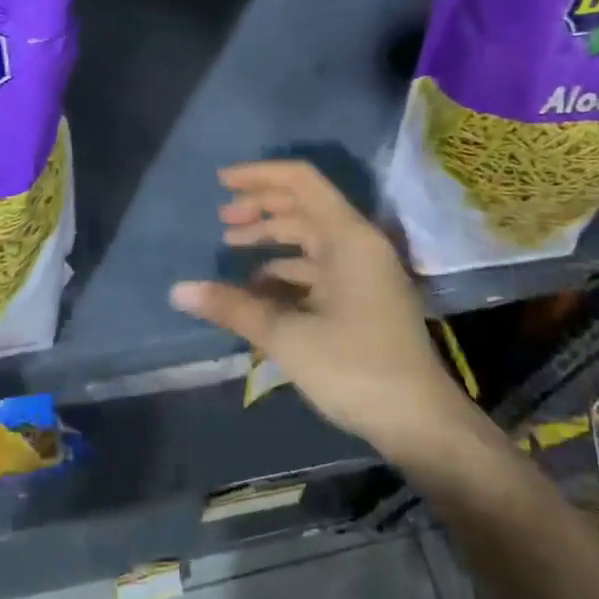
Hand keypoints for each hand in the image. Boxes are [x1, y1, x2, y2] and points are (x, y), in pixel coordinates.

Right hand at [169, 161, 503, 468]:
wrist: (419, 422)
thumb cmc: (355, 367)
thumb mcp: (287, 336)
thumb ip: (233, 307)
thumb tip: (178, 291)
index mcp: (348, 237)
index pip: (301, 181)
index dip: (259, 176)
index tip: (221, 182)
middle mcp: (358, 244)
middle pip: (304, 207)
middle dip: (260, 208)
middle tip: (221, 220)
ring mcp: (363, 271)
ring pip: (310, 238)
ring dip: (271, 239)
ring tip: (231, 249)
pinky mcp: (363, 297)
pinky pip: (318, 268)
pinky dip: (286, 270)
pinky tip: (258, 288)